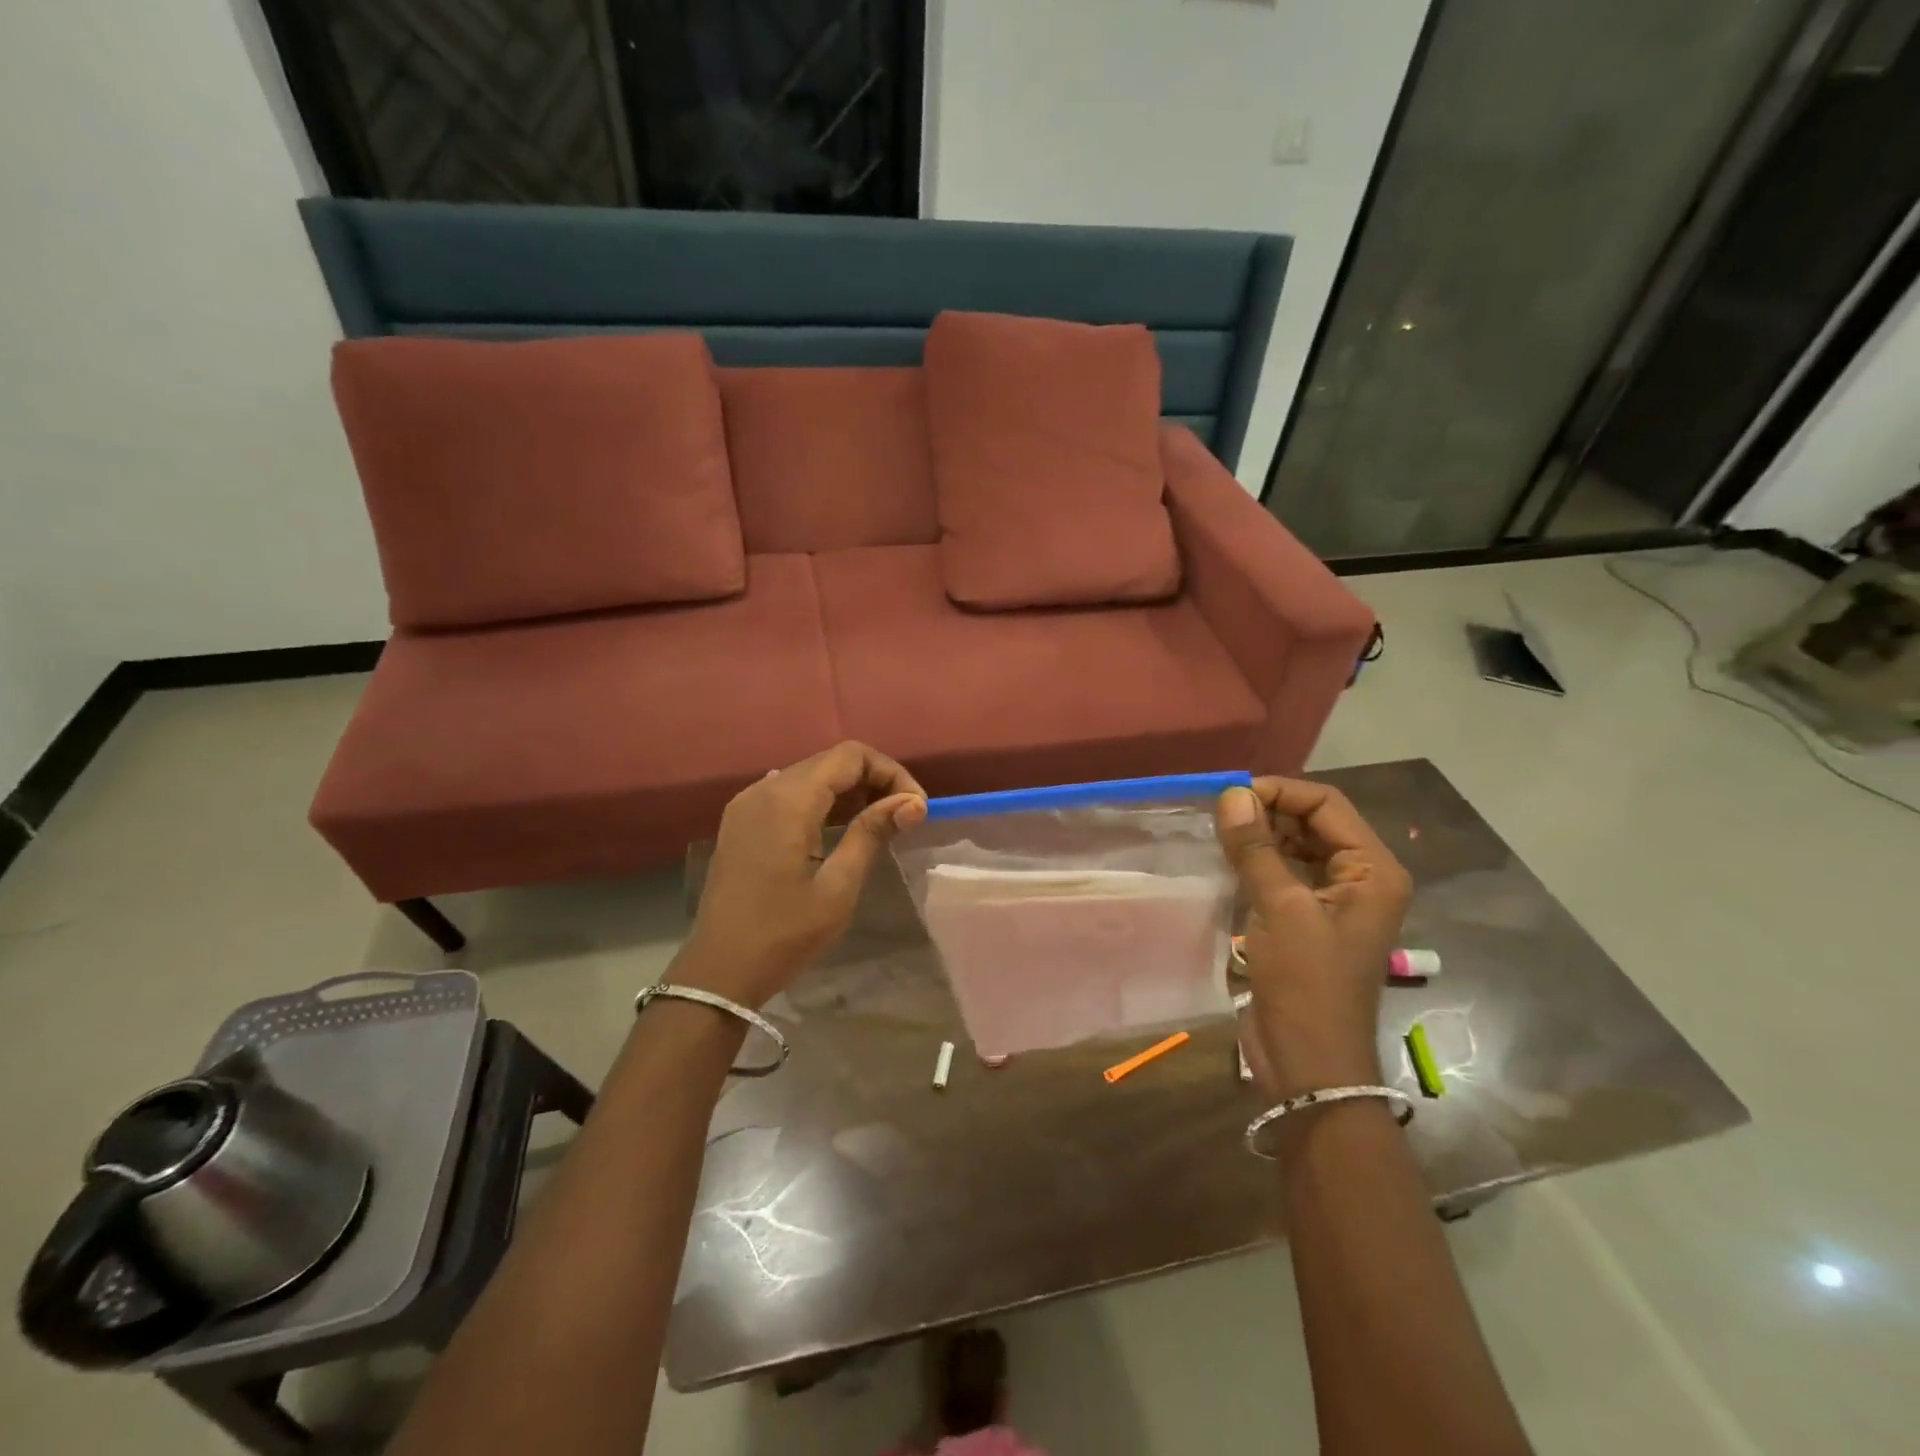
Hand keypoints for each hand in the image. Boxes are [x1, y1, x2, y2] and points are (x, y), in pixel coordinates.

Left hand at [675, 742, 927, 1008]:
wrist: (718, 972)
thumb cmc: (783, 934)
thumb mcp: (838, 887)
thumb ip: (872, 834)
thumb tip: (914, 802)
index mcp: (788, 800)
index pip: (850, 756)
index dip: (890, 772)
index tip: (914, 808)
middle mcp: (764, 788)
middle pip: (830, 761)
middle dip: (873, 779)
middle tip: (903, 817)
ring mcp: (748, 803)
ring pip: (810, 775)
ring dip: (849, 790)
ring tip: (879, 824)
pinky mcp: (741, 821)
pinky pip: (789, 793)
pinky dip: (821, 801)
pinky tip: (840, 829)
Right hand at [1216, 778, 1411, 1098]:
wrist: (1309, 1063)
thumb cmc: (1305, 983)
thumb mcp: (1280, 908)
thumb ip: (1256, 847)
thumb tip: (1231, 794)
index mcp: (1373, 870)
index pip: (1326, 804)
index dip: (1279, 792)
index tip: (1229, 796)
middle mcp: (1360, 878)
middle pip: (1312, 822)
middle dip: (1267, 812)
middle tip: (1218, 816)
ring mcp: (1333, 901)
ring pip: (1294, 847)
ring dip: (1259, 837)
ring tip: (1217, 836)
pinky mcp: (1307, 920)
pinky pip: (1282, 874)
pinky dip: (1255, 863)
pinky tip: (1225, 863)